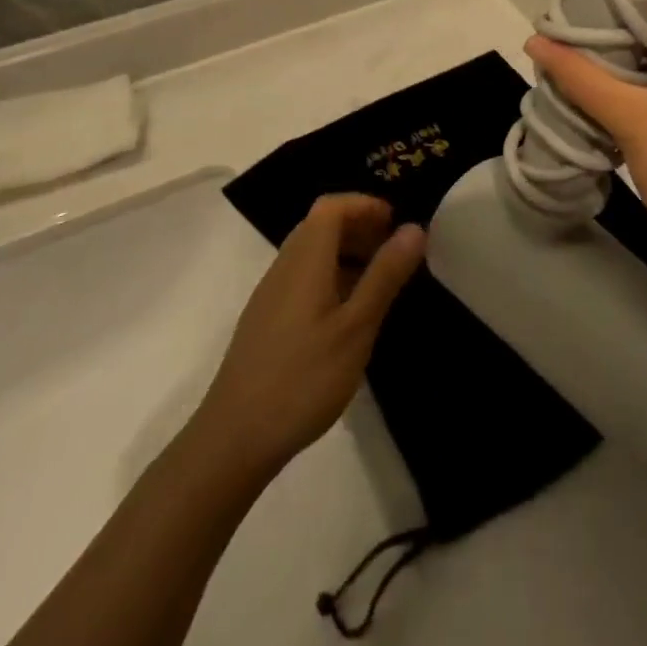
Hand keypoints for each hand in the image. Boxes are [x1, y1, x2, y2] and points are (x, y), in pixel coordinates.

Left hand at [199, 195, 425, 479]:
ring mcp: (270, 295)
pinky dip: (331, 277)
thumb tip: (414, 227)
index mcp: (305, 260)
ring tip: (379, 282)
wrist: (233, 441)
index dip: (365, 204)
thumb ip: (385, 275)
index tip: (397, 223)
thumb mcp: (357, 327)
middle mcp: (284, 267)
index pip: (332, 206)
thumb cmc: (303, 378)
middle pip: (320, 225)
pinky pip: (303, 278)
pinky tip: (348, 315)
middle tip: (394, 251)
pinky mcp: (266, 321)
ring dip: (346, 253)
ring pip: (311, 253)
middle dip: (360, 227)